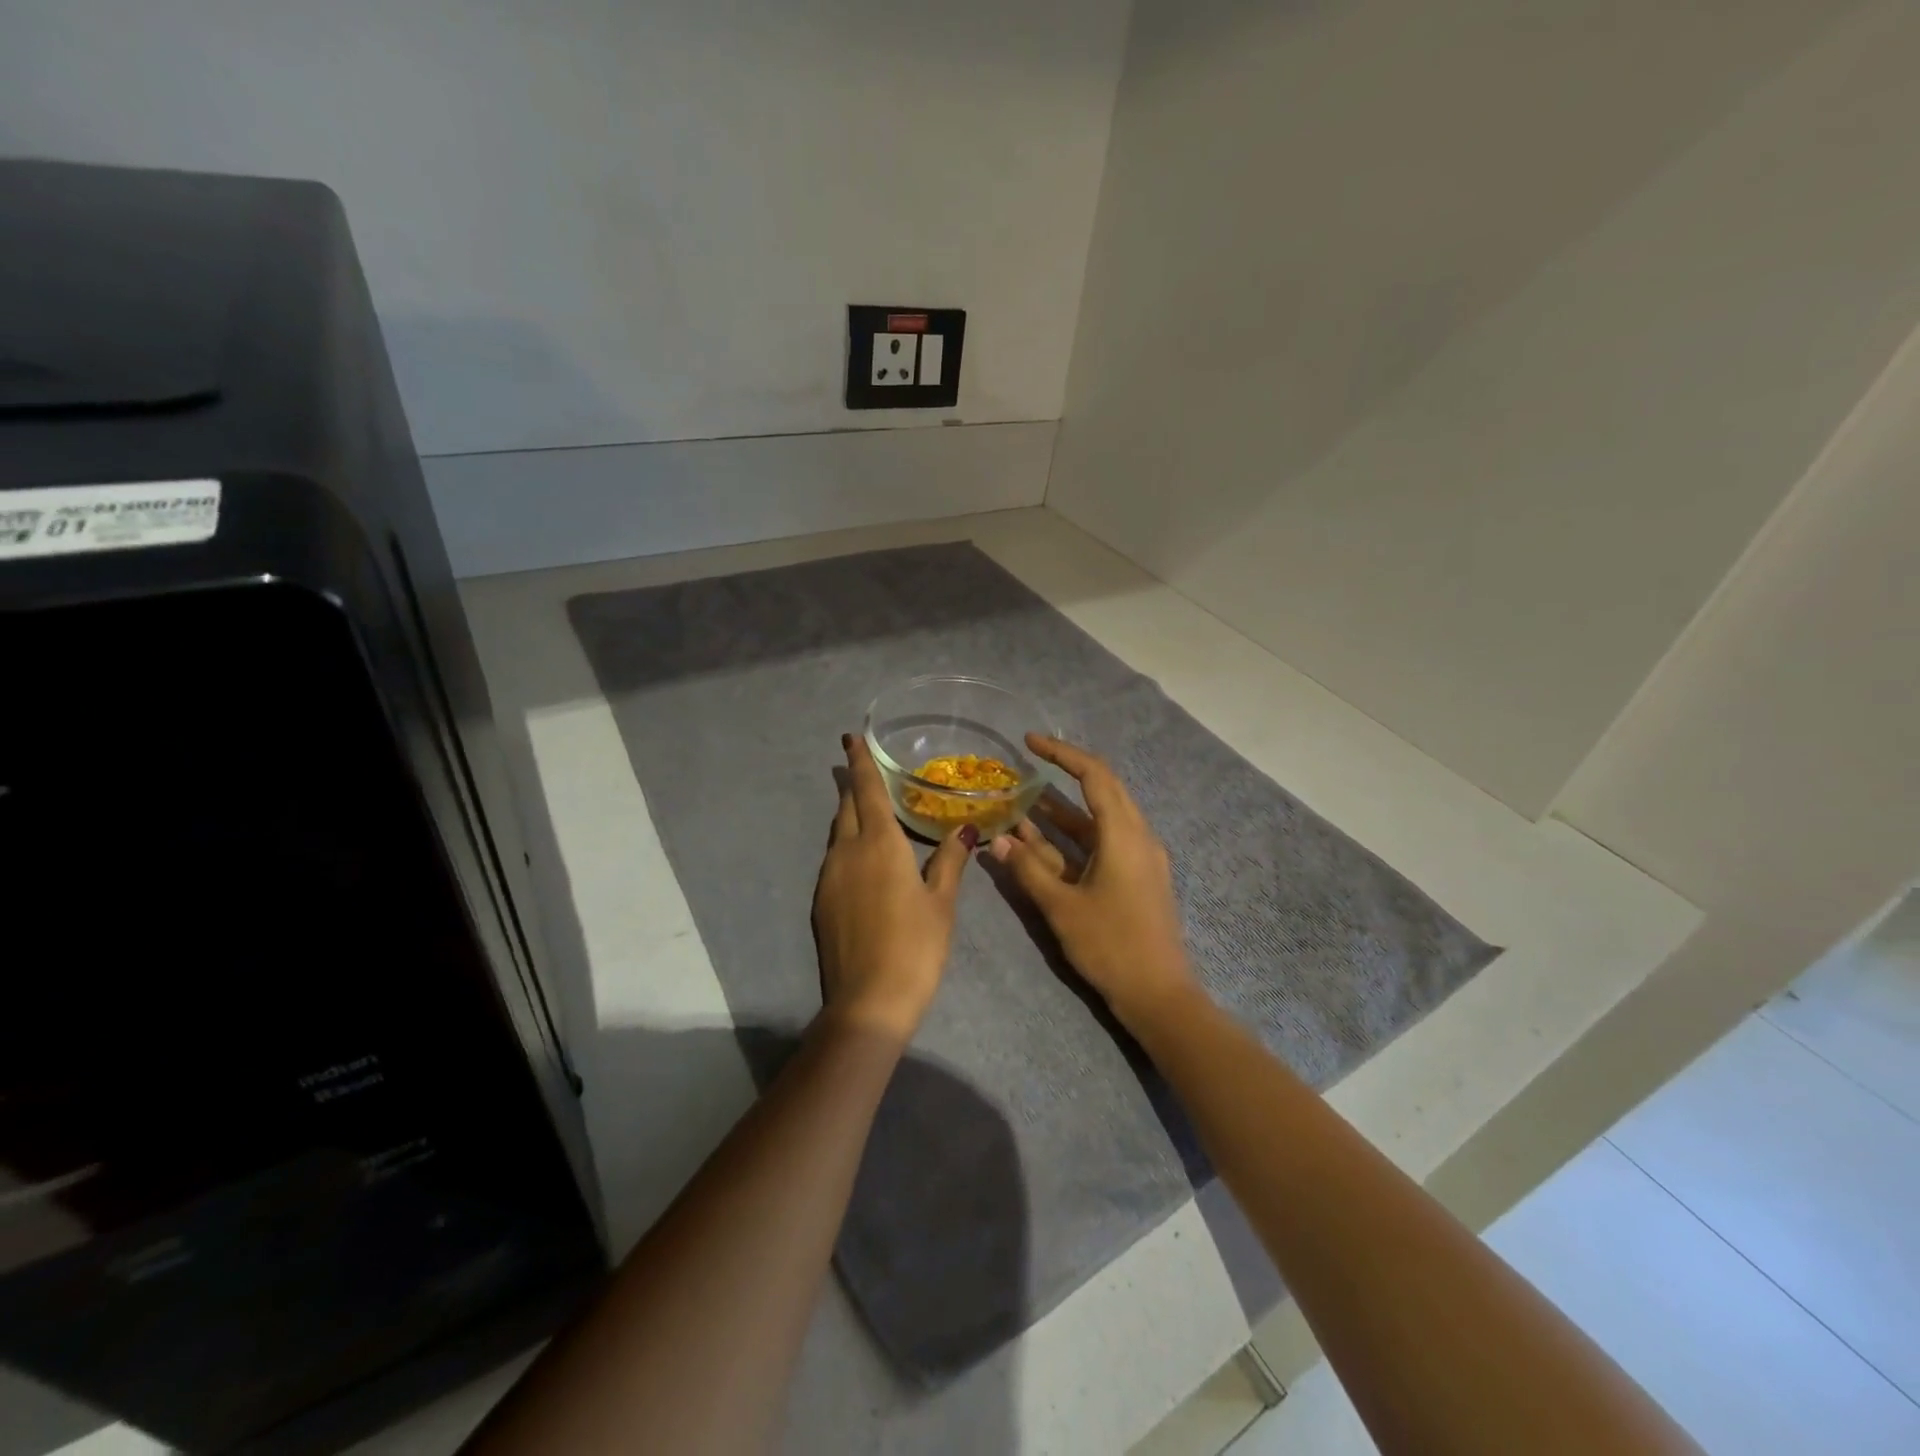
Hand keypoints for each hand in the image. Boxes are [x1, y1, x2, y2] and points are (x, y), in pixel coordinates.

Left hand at [812, 734, 972, 1044]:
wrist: (868, 1001)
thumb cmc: (915, 947)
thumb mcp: (941, 903)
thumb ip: (951, 861)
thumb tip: (966, 829)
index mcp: (880, 844)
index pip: (867, 791)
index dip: (860, 763)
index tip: (851, 739)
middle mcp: (847, 852)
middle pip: (847, 807)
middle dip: (854, 785)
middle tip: (862, 768)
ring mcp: (829, 877)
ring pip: (838, 832)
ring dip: (850, 814)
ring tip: (867, 809)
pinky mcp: (822, 901)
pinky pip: (834, 858)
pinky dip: (847, 844)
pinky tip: (862, 857)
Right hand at [988, 734, 1198, 1031]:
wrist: (1159, 995)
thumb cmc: (1111, 946)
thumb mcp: (1062, 907)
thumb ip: (1028, 869)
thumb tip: (996, 840)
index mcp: (1124, 834)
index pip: (1094, 775)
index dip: (1061, 754)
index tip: (1030, 742)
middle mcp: (1138, 836)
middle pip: (1102, 790)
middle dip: (1064, 775)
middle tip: (1026, 767)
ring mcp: (1140, 857)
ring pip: (1099, 819)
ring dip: (1063, 811)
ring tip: (1023, 802)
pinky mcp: (1138, 876)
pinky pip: (1103, 842)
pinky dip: (1074, 837)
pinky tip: (1043, 842)